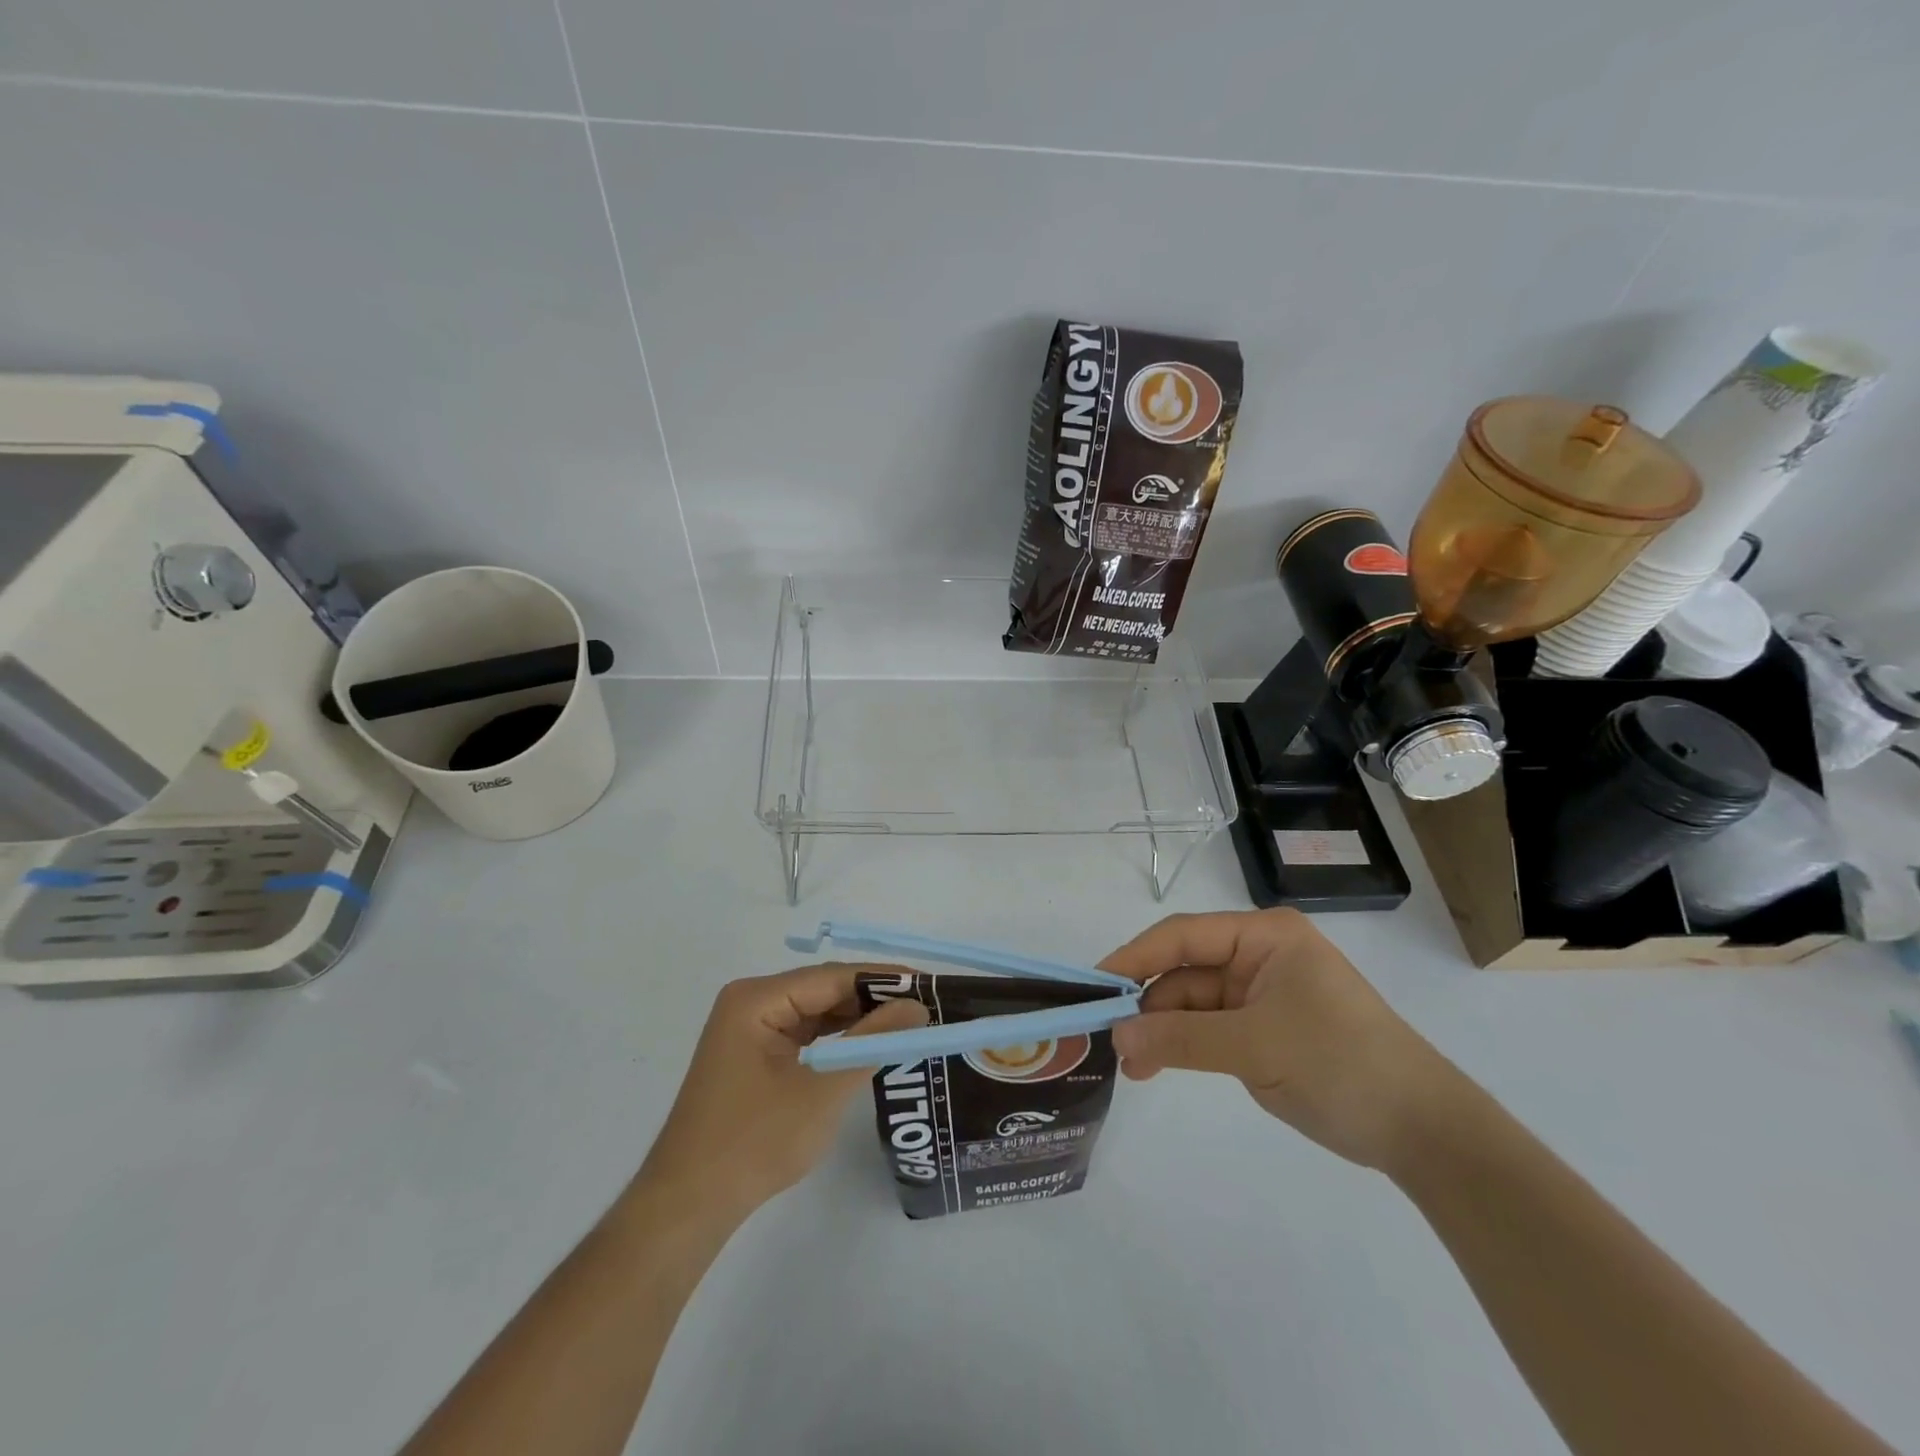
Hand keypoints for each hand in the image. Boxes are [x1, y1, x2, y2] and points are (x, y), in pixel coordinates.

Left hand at [635, 965, 927, 1218]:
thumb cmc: (754, 1142)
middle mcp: (752, 1003)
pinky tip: (869, 1047)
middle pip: (825, 990)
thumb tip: (917, 1006)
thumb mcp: (823, 1088)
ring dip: (858, 1021)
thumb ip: (872, 1042)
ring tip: (908, 1025)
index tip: (930, 986)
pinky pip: (805, 1035)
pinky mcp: (754, 1056)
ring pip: (817, 1013)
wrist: (688, 1207)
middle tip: (926, 1009)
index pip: (833, 976)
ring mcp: (750, 1030)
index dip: (884, 979)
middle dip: (873, 1000)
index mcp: (758, 999)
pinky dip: (837, 1041)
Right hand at [1103, 909, 1455, 1169]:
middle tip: (1109, 1040)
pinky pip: (1209, 1028)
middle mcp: (1258, 955)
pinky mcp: (1263, 1029)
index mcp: (1264, 936)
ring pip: (1192, 1002)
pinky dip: (1182, 1046)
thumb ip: (1180, 1039)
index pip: (1183, 935)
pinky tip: (1156, 1067)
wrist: (1423, 1131)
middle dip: (1148, 1005)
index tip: (1095, 984)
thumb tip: (1115, 1037)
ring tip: (1131, 1067)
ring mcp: (1261, 993)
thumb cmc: (1340, 1065)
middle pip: (1185, 970)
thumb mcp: (1255, 1048)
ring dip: (1161, 1031)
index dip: (1135, 957)